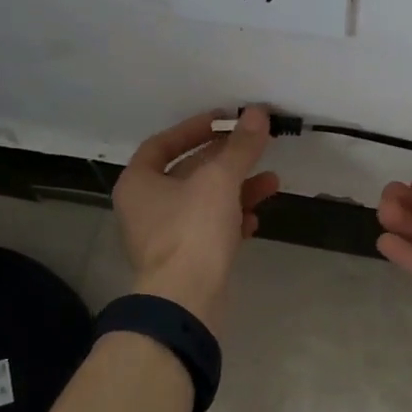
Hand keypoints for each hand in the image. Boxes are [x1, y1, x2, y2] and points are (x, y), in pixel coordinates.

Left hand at [113, 107, 278, 329]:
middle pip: (188, 173)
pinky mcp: (185, 259)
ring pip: (204, 202)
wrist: (186, 300)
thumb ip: (240, 146)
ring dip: (238, 190)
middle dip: (227, 161)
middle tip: (256, 148)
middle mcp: (145, 207)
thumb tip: (257, 112)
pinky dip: (232, 221)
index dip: (194, 129)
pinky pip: (210, 230)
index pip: (163, 144)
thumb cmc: (192, 230)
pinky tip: (254, 220)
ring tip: (272, 183)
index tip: (224, 120)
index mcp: (138, 183)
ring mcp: (164, 236)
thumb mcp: (219, 180)